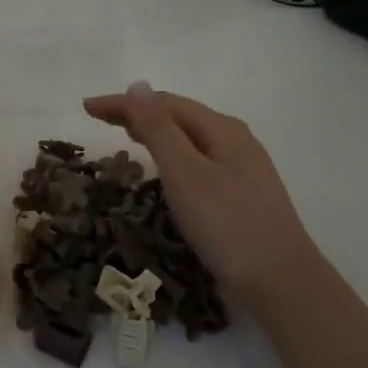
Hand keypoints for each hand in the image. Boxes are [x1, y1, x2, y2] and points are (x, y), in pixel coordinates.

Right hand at [82, 83, 320, 314]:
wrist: (281, 283)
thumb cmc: (228, 225)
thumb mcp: (185, 173)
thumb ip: (159, 129)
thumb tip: (137, 84)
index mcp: (222, 129)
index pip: (165, 103)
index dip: (124, 103)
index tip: (86, 108)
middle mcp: (235, 141)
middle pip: (180, 116)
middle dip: (139, 113)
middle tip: (100, 120)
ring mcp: (242, 169)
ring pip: (190, 139)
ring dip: (156, 132)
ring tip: (127, 137)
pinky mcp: (241, 195)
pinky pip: (198, 161)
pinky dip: (172, 156)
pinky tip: (165, 172)